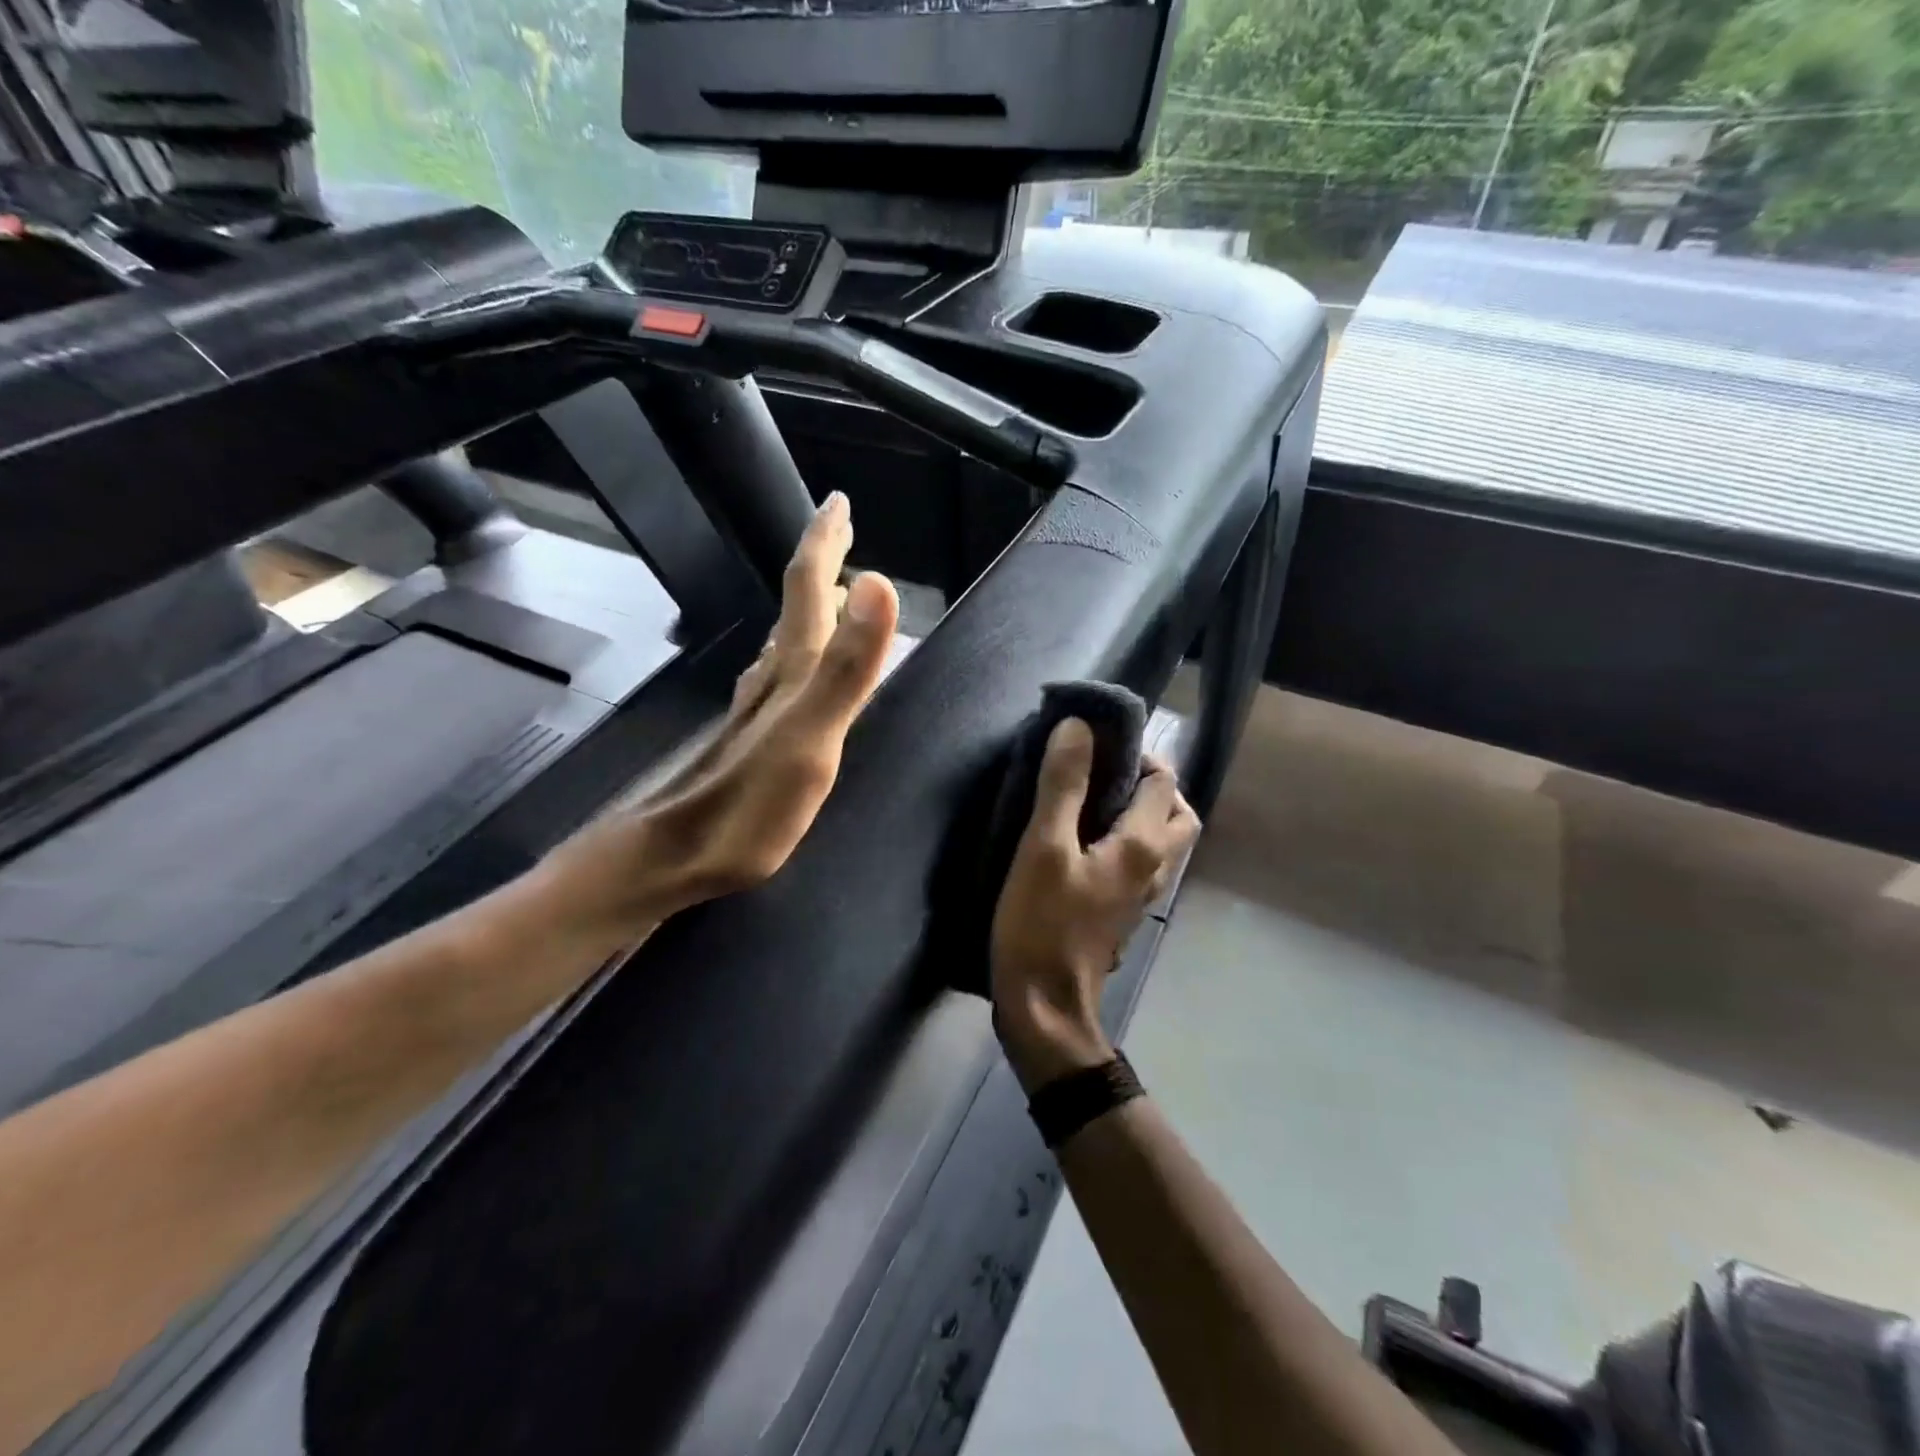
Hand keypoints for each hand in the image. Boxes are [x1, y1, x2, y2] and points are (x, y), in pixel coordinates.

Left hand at [545, 491, 899, 935]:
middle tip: (837, 526)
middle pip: (797, 605)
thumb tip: (880, 582)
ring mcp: (757, 709)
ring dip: (810, 605)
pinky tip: (790, 665)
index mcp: (792, 671)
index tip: (838, 501)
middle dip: (819, 562)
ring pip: (787, 640)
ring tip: (831, 586)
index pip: (809, 588)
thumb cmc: (748, 806)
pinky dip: (797, 652)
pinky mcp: (751, 738)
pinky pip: (780, 676)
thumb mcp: (810, 737)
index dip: (824, 542)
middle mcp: (772, 679)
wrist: (673, 856)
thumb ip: (847, 667)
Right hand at [990, 720, 1200, 1091]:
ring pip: (1161, 839)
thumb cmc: (1043, 924)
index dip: (1135, 753)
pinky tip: (1083, 842)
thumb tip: (1078, 726)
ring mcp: (1142, 894)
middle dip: (1149, 783)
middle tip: (1101, 773)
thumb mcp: (1044, 847)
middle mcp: (1155, 867)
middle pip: (1176, 811)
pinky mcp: (1123, 911)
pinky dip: (1126, 838)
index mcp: (1144, 844)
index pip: (1163, 780)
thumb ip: (1063, 786)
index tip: (1093, 746)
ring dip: (1139, 811)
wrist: (1045, 1007)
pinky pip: (1139, 861)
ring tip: (1089, 801)